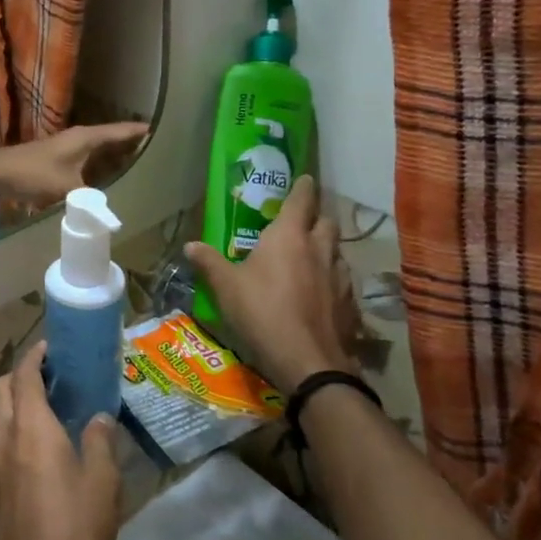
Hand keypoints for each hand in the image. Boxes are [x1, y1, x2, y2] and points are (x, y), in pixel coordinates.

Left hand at [0, 122, 148, 208]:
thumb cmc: (33, 173)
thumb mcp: (67, 188)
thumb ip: (92, 203)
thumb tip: (114, 220)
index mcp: (86, 138)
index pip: (123, 131)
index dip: (143, 132)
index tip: (166, 133)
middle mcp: (81, 139)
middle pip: (115, 140)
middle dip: (135, 147)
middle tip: (162, 156)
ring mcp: (70, 149)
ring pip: (102, 152)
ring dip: (118, 158)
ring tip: (144, 169)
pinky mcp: (60, 161)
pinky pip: (90, 162)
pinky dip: (102, 168)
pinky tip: (111, 182)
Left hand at [0, 343, 122, 539]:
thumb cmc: (76, 529)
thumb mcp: (103, 483)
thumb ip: (101, 442)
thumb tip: (99, 417)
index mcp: (31, 426)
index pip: (24, 374)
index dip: (35, 355)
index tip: (50, 348)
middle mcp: (3, 436)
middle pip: (1, 388)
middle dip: (19, 373)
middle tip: (48, 377)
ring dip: (8, 402)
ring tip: (37, 410)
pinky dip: (4, 430)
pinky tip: (25, 449)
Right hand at [185, 174, 355, 394]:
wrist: (307, 360)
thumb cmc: (261, 311)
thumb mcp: (225, 286)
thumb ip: (209, 262)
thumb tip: (190, 245)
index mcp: (289, 236)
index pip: (301, 200)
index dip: (303, 187)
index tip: (305, 178)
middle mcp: (319, 249)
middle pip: (326, 222)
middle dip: (316, 217)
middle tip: (302, 222)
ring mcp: (339, 277)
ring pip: (337, 252)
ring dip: (326, 249)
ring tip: (310, 258)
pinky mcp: (350, 304)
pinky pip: (342, 281)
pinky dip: (332, 279)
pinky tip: (321, 292)